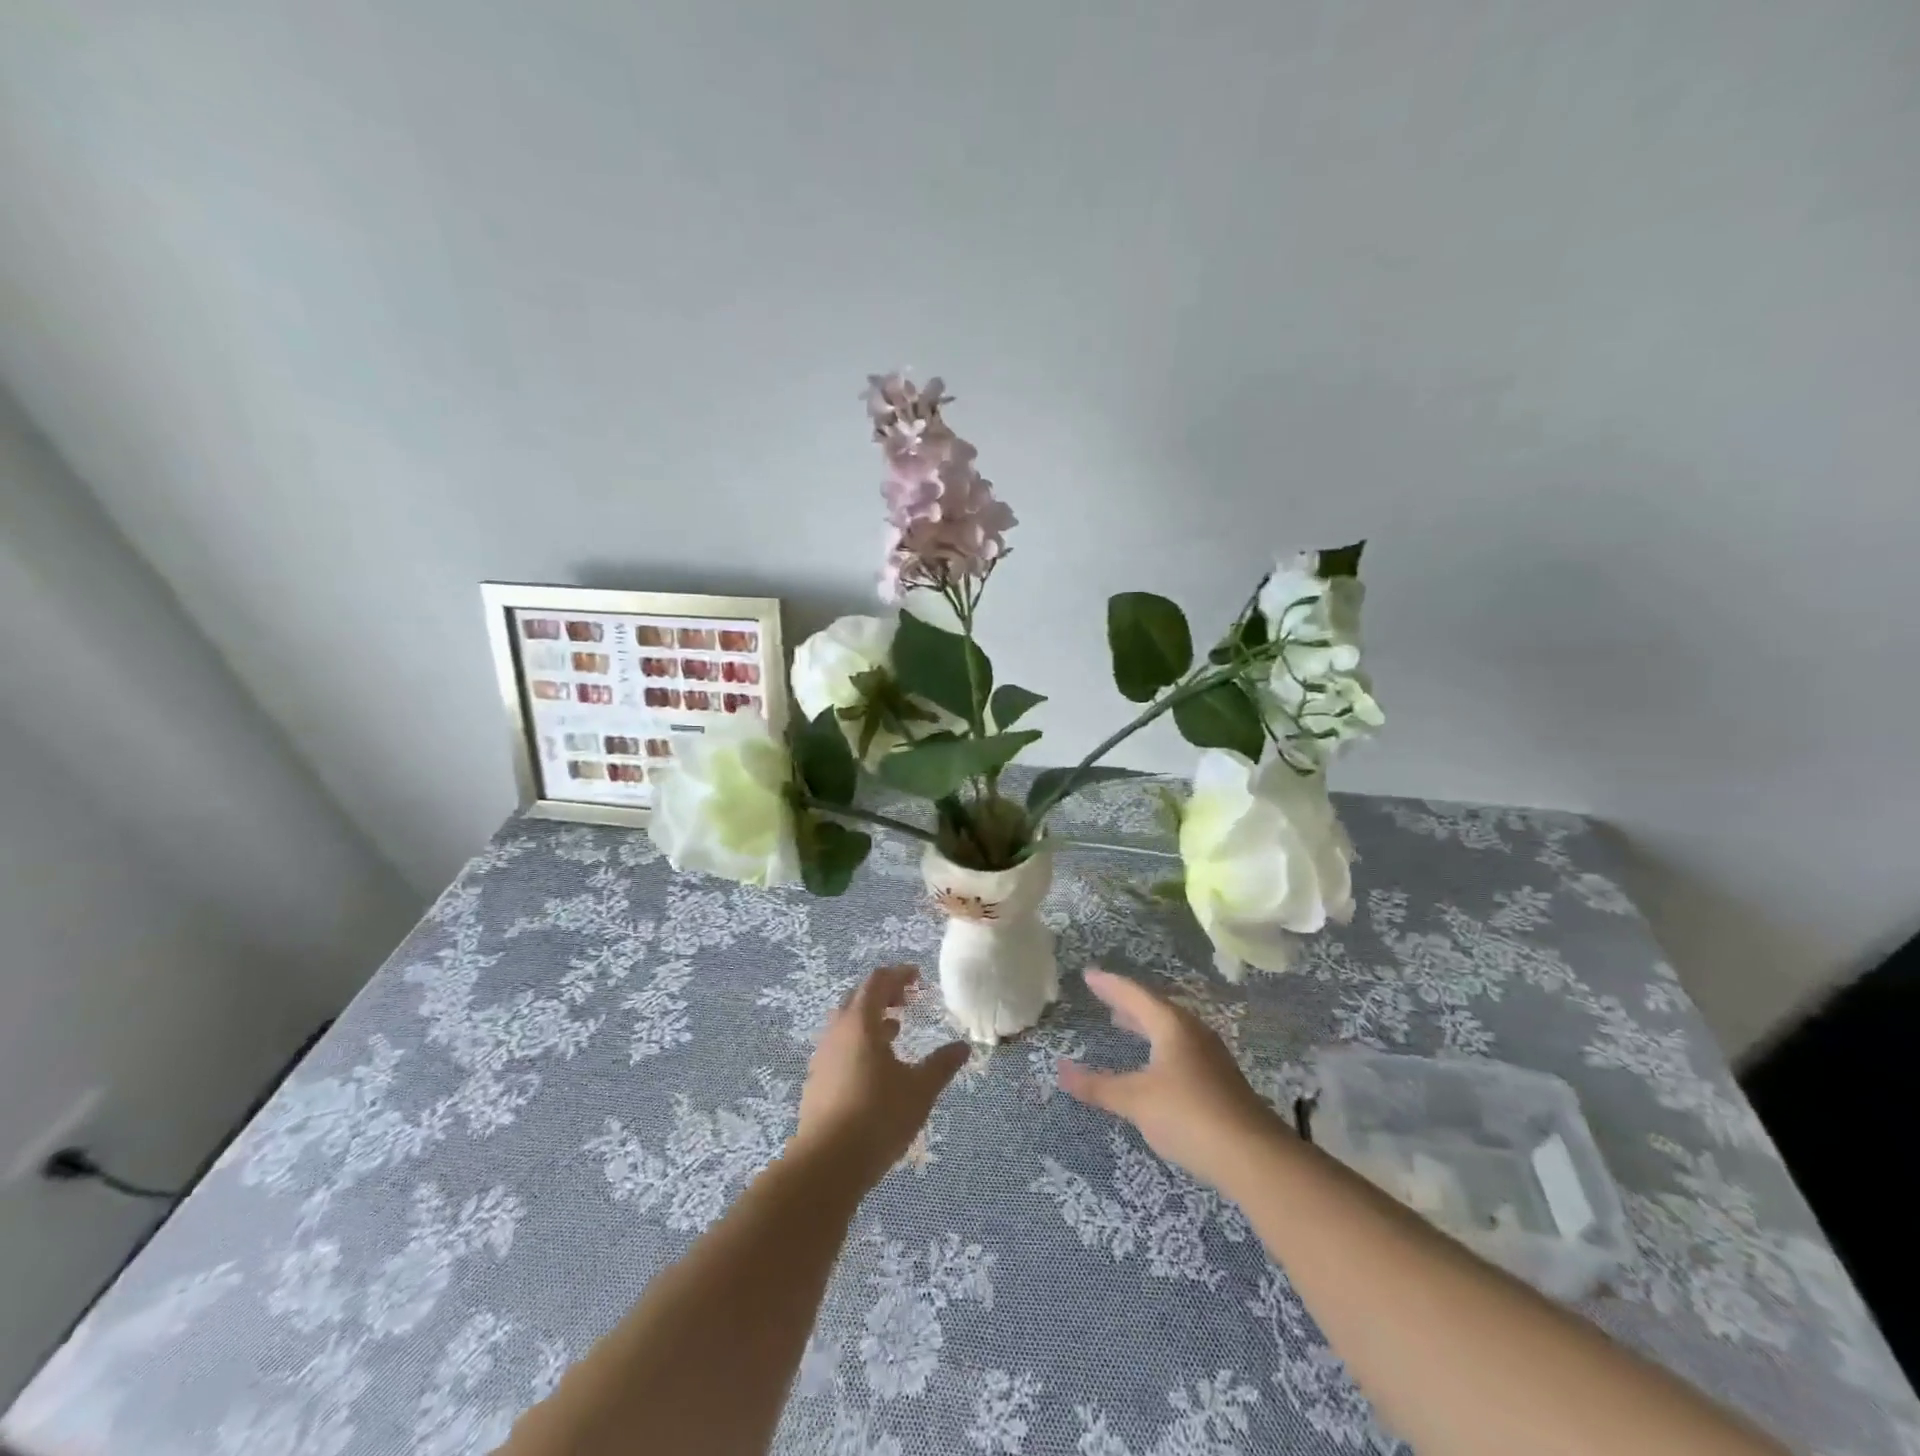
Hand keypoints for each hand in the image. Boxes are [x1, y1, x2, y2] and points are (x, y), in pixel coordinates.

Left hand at [793, 965, 971, 1189]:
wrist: (826, 1165)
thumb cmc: (877, 1117)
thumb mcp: (919, 1090)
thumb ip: (941, 1065)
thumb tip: (963, 1047)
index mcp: (860, 1023)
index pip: (877, 982)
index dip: (898, 974)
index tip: (918, 977)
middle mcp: (837, 1032)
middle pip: (858, 997)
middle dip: (883, 994)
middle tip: (907, 1001)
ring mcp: (823, 1057)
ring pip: (846, 1023)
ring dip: (870, 1019)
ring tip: (895, 1030)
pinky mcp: (816, 1081)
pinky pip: (839, 1046)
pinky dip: (859, 1042)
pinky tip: (875, 1066)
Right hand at [1058, 967, 1288, 1191]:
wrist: (1254, 1157)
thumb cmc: (1188, 1115)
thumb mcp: (1136, 1100)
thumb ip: (1098, 1086)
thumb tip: (1061, 1070)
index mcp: (1172, 1026)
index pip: (1135, 995)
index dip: (1110, 985)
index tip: (1089, 975)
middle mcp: (1193, 1033)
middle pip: (1155, 1009)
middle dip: (1128, 1003)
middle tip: (1104, 997)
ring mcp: (1210, 1058)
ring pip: (1170, 1031)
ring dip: (1145, 1025)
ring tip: (1123, 1025)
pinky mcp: (1219, 1082)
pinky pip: (1180, 1050)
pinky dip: (1158, 1047)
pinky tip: (1154, 1065)